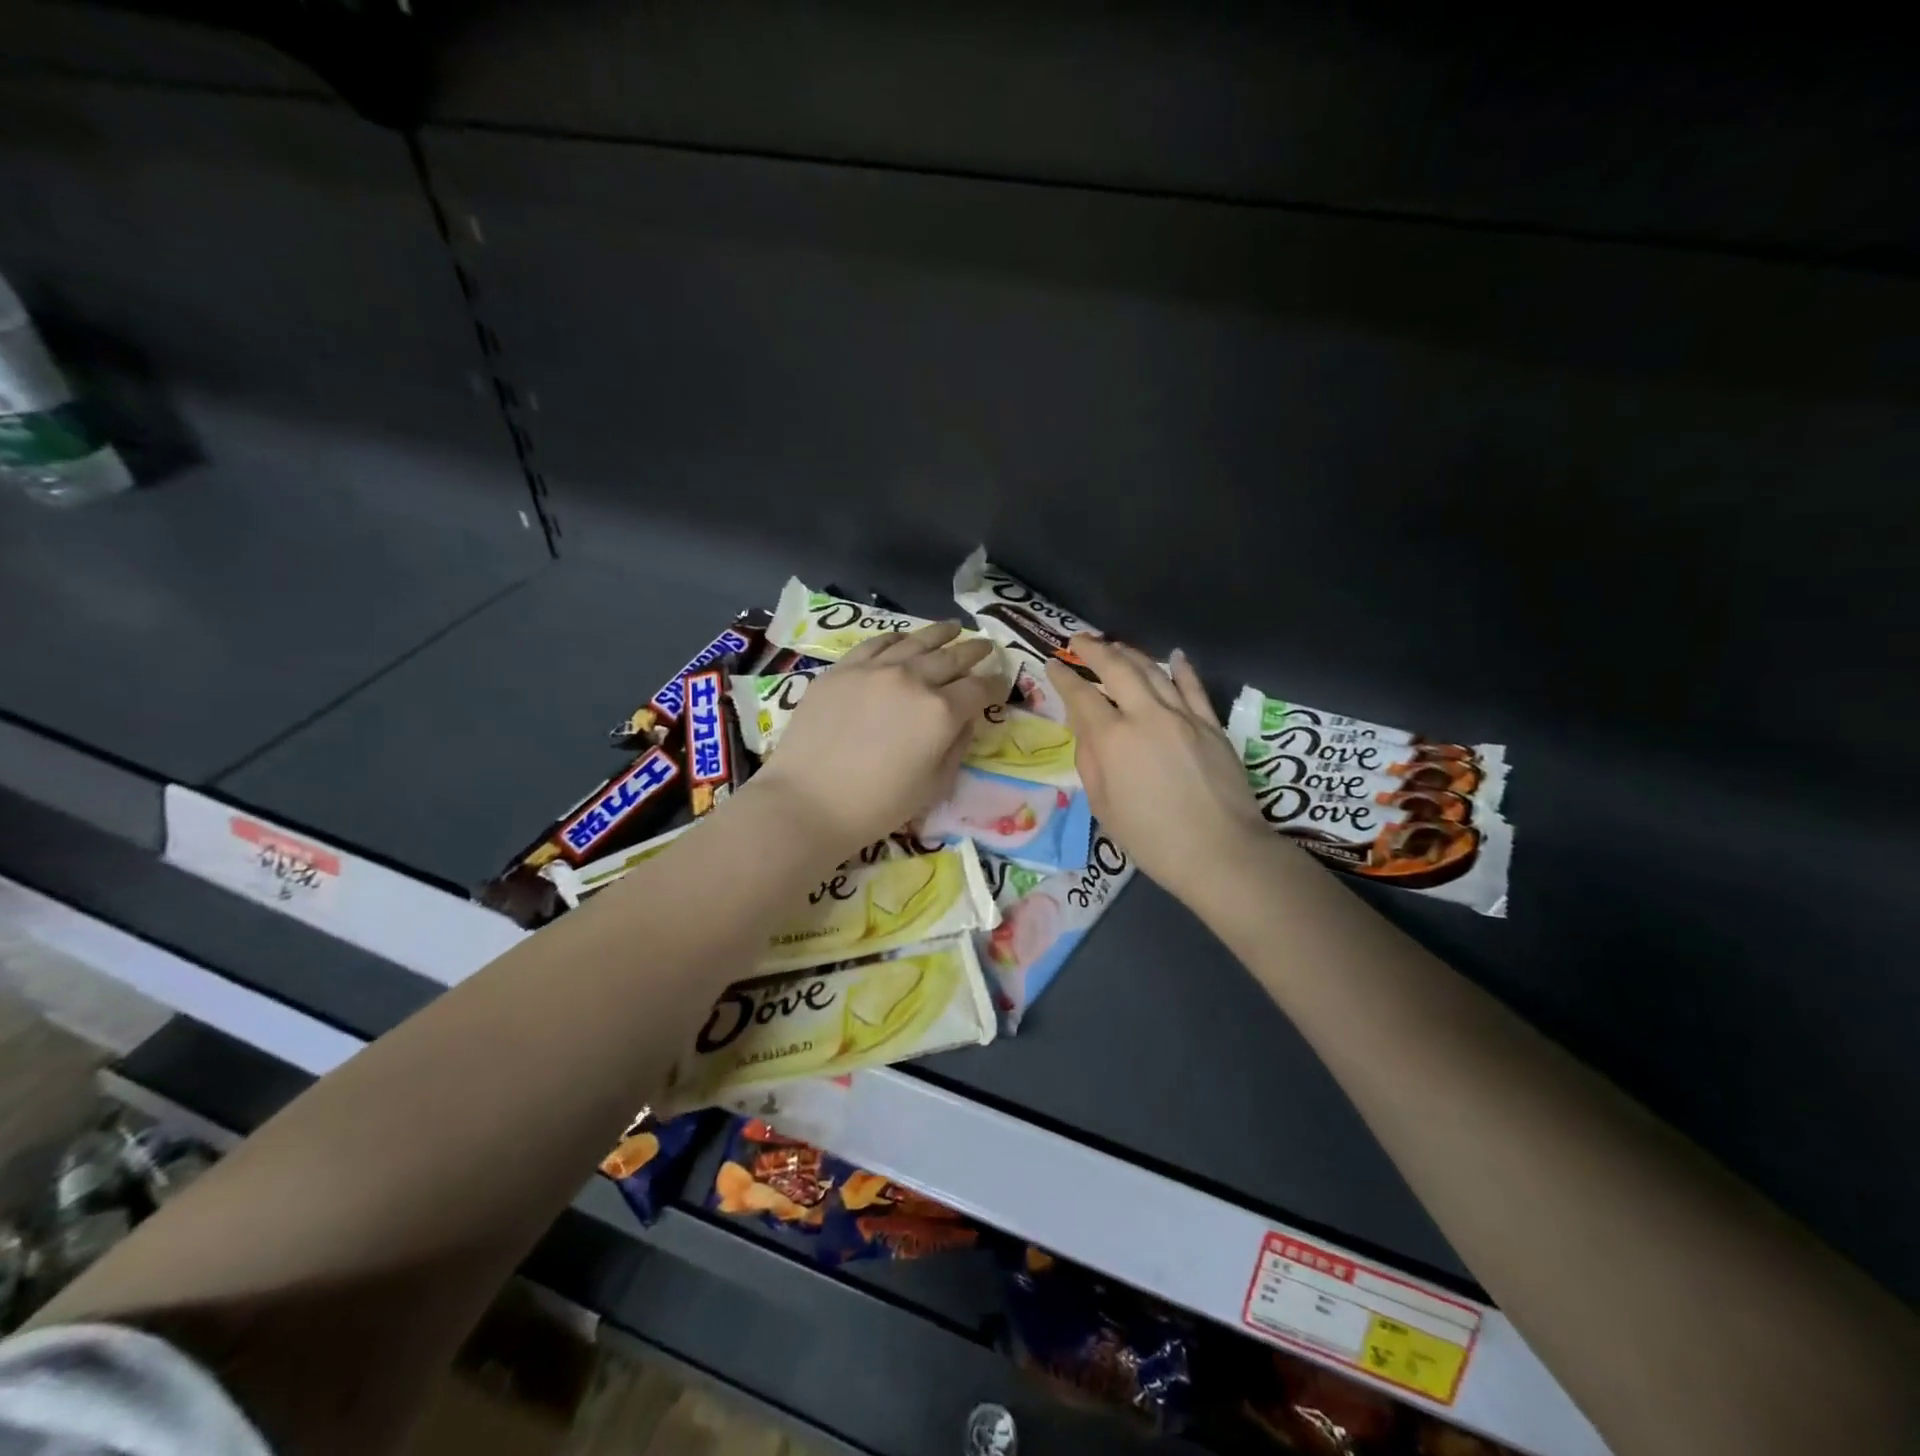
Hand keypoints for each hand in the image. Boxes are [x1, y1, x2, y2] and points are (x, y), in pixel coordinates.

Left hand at [750, 623, 1008, 858]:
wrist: (808, 801)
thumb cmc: (877, 806)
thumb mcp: (934, 786)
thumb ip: (956, 746)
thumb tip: (965, 720)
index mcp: (941, 712)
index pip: (979, 688)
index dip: (995, 684)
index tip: (1001, 683)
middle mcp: (912, 679)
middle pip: (952, 657)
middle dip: (974, 651)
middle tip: (986, 646)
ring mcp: (874, 669)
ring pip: (916, 641)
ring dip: (940, 634)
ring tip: (953, 628)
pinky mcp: (842, 670)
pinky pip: (876, 643)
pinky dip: (897, 638)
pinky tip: (904, 637)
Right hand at [1046, 637, 1269, 908]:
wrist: (1221, 852)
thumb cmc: (1152, 839)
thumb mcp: (1104, 806)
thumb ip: (1090, 760)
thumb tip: (1086, 727)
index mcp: (1113, 739)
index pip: (1081, 695)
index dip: (1063, 677)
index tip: (1052, 664)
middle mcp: (1146, 716)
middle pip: (1117, 668)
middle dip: (1094, 649)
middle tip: (1079, 640)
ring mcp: (1183, 716)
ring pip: (1154, 671)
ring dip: (1131, 653)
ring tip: (1115, 645)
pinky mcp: (1212, 725)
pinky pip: (1193, 688)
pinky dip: (1181, 669)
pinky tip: (1174, 656)